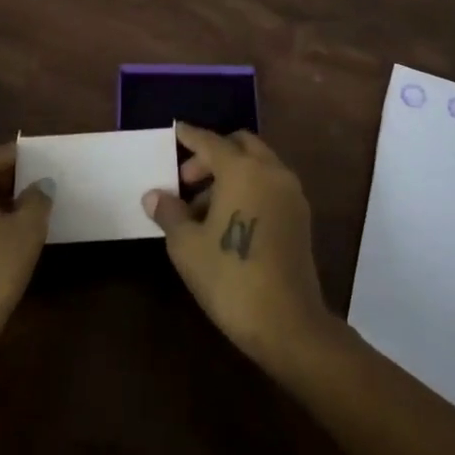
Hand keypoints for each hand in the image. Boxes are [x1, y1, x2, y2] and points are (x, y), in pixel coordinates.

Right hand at [142, 124, 331, 363]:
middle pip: (240, 145)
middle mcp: (271, 171)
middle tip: (186, 181)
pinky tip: (228, 220)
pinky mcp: (301, 217)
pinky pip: (270, 185)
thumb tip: (154, 196)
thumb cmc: (230, 277)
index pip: (210, 142)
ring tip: (202, 208)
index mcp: (242, 169)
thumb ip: (170, 213)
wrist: (288, 323)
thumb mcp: (187, 245)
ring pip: (258, 165)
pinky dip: (249, 188)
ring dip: (231, 173)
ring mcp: (290, 193)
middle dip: (212, 155)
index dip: (190, 136)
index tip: (176, 131)